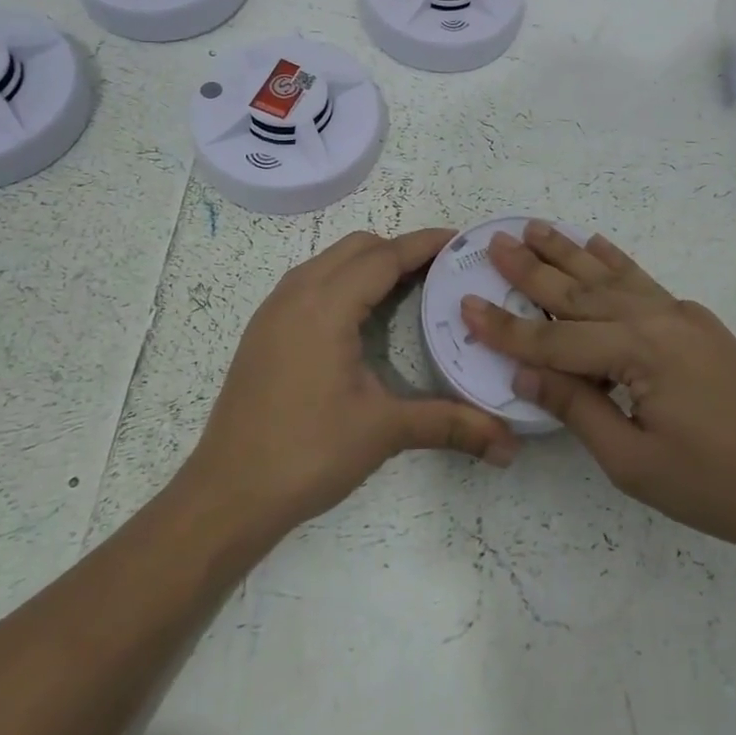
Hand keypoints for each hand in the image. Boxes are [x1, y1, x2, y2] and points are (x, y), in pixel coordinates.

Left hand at [184, 228, 518, 544]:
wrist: (227, 494)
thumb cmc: (307, 453)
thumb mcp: (383, 431)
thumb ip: (449, 425)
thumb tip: (509, 445)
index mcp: (326, 305)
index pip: (384, 256)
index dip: (424, 244)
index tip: (461, 240)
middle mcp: (296, 294)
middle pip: (356, 247)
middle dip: (399, 250)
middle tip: (440, 272)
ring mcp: (274, 311)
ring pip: (329, 261)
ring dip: (368, 264)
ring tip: (407, 289)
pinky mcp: (263, 331)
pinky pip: (310, 282)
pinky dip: (343, 281)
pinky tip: (361, 318)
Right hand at [461, 222, 735, 566]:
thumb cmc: (715, 486)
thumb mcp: (632, 461)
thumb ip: (575, 408)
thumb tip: (524, 373)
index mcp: (638, 351)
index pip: (554, 339)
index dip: (506, 328)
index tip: (465, 304)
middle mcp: (657, 318)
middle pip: (580, 292)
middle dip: (533, 269)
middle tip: (495, 241)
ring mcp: (682, 315)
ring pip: (611, 277)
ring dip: (569, 252)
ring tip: (536, 227)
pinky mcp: (698, 323)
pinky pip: (644, 282)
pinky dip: (616, 261)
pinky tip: (597, 243)